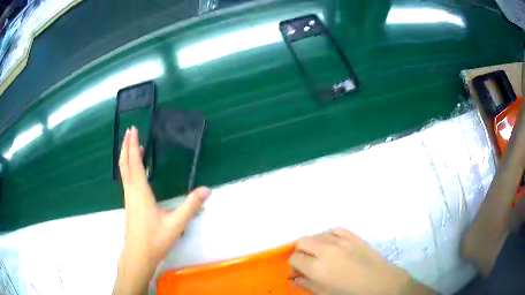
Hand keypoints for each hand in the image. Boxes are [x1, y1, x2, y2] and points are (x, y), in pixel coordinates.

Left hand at [114, 126, 210, 294]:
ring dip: (126, 156)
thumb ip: (191, 206)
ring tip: (132, 146)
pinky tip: (135, 171)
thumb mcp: (176, 224)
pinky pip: (127, 180)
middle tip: (129, 131)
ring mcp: (128, 198)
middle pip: (125, 164)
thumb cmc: (155, 240)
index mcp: (141, 192)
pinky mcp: (129, 204)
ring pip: (124, 172)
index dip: (134, 145)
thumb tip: (207, 190)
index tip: (133, 130)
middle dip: (126, 146)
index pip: (135, 163)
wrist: (138, 255)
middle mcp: (131, 191)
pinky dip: (128, 168)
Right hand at [289, 228, 434, 294]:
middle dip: (301, 251)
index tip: (299, 271)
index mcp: (317, 268)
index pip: (294, 258)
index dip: (293, 265)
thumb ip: (306, 285)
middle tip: (309, 262)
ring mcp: (340, 240)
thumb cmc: (351, 293)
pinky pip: (335, 229)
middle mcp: (325, 250)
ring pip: (317, 234)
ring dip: (315, 244)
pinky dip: (330, 236)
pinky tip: (334, 245)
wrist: (380, 283)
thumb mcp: (324, 294)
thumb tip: (294, 278)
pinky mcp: (353, 235)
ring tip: (323, 255)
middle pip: (302, 241)